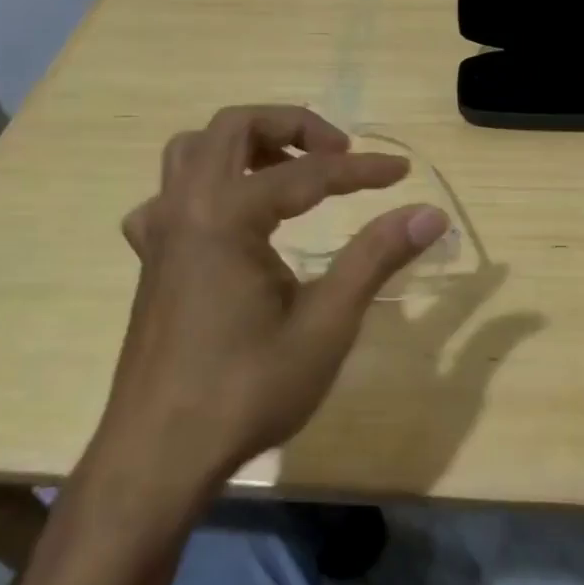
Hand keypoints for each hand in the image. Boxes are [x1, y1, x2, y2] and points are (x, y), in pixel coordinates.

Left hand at [87, 105, 448, 510]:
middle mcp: (185, 208)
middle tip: (338, 153)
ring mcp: (161, 233)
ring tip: (289, 170)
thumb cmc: (245, 390)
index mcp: (226, 216)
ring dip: (246, 145)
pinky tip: (232, 221)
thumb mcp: (326, 324)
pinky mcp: (153, 260)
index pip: (306, 173)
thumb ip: (376, 257)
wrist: (158, 458)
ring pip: (194, 151)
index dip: (361, 170)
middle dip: (292, 126)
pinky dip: (206, 185)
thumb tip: (430, 213)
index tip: (403, 172)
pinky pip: (171, 196)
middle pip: (234, 127)